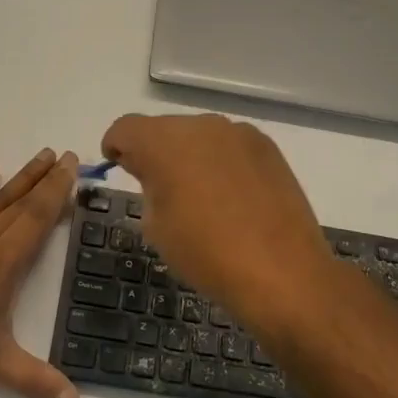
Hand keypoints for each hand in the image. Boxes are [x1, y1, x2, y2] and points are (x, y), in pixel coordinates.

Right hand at [101, 114, 334, 326]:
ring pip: (200, 135)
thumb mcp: (157, 226)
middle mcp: (201, 125)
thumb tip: (158, 175)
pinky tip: (231, 197)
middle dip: (155, 152)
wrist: (282, 272)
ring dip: (190, 155)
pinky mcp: (268, 147)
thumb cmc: (206, 254)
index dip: (116, 146)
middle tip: (158, 188)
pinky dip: (221, 162)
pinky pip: (230, 146)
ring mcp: (239, 133)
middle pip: (164, 128)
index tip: (118, 167)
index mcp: (164, 142)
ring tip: (199, 195)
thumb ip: (149, 188)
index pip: (125, 128)